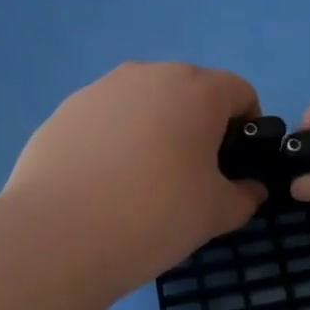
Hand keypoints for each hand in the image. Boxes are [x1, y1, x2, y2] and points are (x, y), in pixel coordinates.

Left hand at [4, 62, 265, 289]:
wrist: (59, 235)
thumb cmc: (156, 215)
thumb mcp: (216, 214)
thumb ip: (244, 196)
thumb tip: (250, 189)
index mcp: (197, 89)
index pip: (240, 93)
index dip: (246, 129)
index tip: (231, 169)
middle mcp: (149, 74)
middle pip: (190, 92)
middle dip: (198, 126)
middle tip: (188, 178)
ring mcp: (101, 88)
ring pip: (145, 103)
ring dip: (154, 130)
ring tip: (139, 182)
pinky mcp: (65, 110)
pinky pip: (106, 119)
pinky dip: (114, 140)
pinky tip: (101, 183)